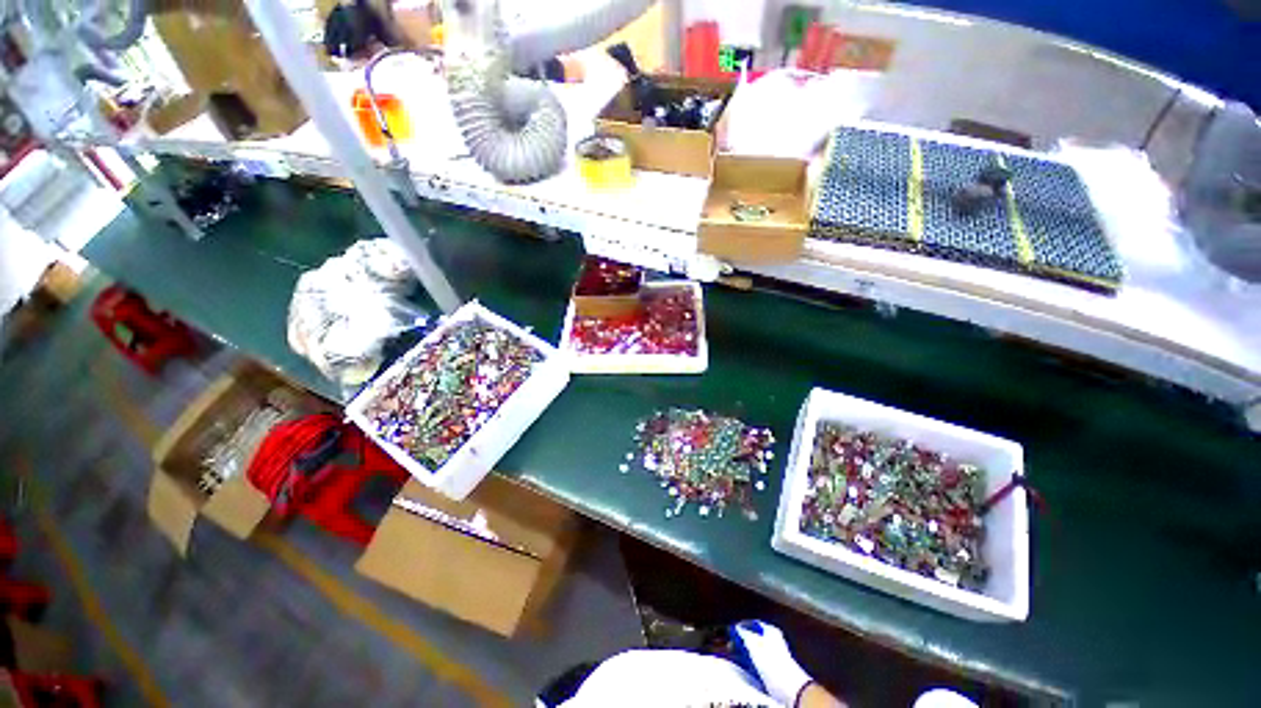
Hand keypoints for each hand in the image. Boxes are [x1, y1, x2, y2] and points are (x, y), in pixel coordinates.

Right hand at [730, 620, 812, 706]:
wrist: (791, 690)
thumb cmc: (772, 663)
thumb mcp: (754, 644)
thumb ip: (743, 633)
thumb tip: (736, 628)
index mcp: (770, 630)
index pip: (752, 623)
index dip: (740, 626)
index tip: (730, 631)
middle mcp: (773, 641)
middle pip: (753, 637)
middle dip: (741, 642)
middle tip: (729, 646)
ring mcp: (774, 656)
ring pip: (754, 651)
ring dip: (744, 654)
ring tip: (735, 658)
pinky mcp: (774, 671)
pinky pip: (758, 664)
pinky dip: (750, 665)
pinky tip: (745, 668)